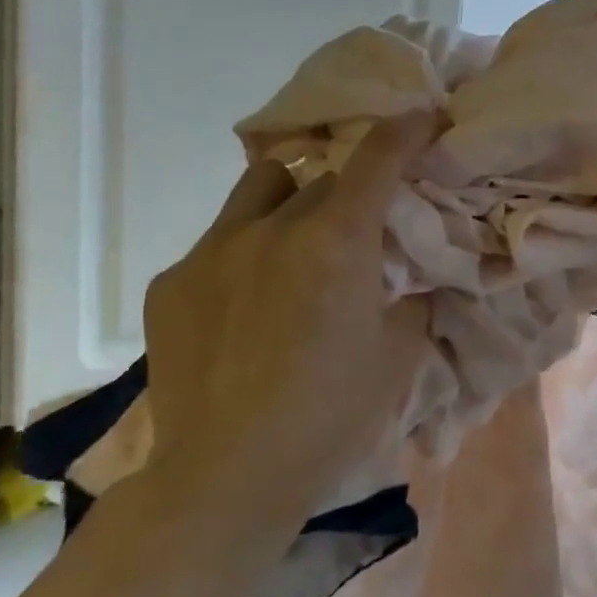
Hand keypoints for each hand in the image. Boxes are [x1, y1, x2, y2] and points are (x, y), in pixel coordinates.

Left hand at [142, 114, 438, 532]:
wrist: (227, 477)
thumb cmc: (332, 413)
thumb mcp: (400, 352)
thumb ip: (410, 297)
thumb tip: (409, 276)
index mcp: (336, 240)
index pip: (379, 158)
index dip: (408, 130)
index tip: (425, 118)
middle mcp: (272, 227)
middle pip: (322, 177)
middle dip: (351, 189)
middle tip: (363, 226)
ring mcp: (212, 251)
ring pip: (261, 189)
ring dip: (291, 199)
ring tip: (298, 242)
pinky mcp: (171, 282)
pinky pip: (220, 243)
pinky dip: (247, 253)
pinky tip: (246, 304)